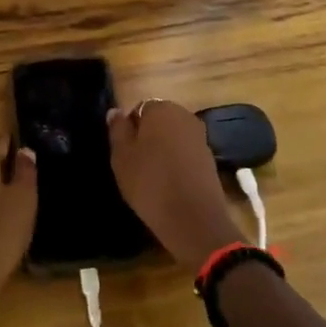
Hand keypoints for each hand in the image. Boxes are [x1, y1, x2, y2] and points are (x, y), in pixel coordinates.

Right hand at [107, 100, 244, 265]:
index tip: (124, 152)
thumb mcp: (122, 156)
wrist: (193, 218)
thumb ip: (118, 129)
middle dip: (148, 138)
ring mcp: (200, 137)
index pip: (139, 109)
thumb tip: (116, 111)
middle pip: (159, 122)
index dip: (129, 130)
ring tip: (152, 177)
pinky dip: (178, 164)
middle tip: (135, 164)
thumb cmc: (150, 182)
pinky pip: (186, 154)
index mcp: (161, 108)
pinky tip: (170, 185)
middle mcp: (184, 115)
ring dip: (163, 151)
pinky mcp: (210, 158)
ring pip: (173, 138)